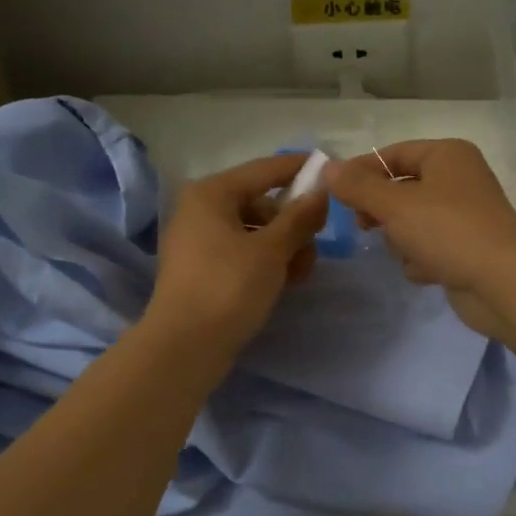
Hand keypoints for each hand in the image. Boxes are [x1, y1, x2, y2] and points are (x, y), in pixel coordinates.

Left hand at [148, 153, 328, 352]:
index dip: (298, 168)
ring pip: (254, 232)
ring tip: (301, 274)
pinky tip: (285, 282)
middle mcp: (200, 210)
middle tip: (316, 246)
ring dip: (284, 247)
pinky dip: (266, 262)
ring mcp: (198, 242)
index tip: (331, 169)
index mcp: (212, 194)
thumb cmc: (229, 287)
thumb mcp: (272, 250)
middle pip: (261, 204)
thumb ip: (300, 217)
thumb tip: (321, 190)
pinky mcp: (202, 270)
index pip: (264, 169)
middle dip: (293, 223)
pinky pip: (242, 253)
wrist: (185, 347)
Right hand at [327, 140, 515, 337]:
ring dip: (402, 241)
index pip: (392, 154)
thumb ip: (358, 187)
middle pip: (400, 190)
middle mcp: (458, 179)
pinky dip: (422, 261)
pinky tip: (429, 272)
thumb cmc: (448, 231)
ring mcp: (464, 216)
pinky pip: (428, 249)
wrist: (502, 283)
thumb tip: (328, 169)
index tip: (334, 195)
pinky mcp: (465, 249)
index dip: (361, 172)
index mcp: (447, 155)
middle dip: (383, 212)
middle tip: (366, 226)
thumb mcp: (395, 205)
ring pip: (410, 223)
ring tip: (410, 253)